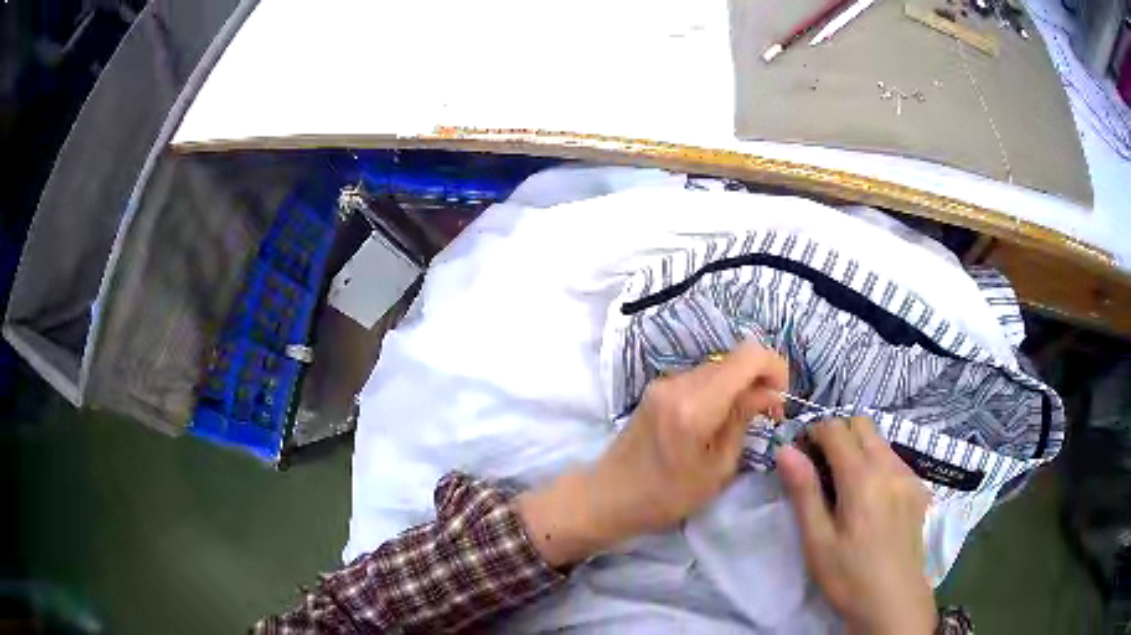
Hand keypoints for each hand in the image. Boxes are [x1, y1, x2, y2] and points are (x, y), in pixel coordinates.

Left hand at [517, 340, 787, 566]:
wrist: (607, 497)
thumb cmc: (665, 496)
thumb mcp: (717, 468)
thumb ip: (743, 421)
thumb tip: (768, 394)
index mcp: (696, 404)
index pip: (749, 355)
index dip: (775, 369)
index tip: (780, 401)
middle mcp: (679, 383)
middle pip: (734, 358)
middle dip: (759, 380)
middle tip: (766, 416)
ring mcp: (664, 382)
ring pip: (718, 367)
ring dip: (738, 386)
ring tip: (742, 422)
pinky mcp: (657, 389)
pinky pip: (700, 378)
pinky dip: (719, 391)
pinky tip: (717, 420)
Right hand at [777, 417, 935, 634]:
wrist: (894, 601)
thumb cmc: (848, 576)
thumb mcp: (817, 542)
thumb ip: (804, 492)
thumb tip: (785, 450)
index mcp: (862, 478)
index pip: (836, 429)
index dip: (814, 433)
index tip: (800, 454)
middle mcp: (890, 467)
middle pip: (862, 424)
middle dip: (838, 434)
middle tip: (820, 468)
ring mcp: (909, 476)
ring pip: (881, 440)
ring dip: (858, 447)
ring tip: (844, 486)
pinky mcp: (919, 489)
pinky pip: (895, 459)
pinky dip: (877, 462)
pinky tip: (870, 499)